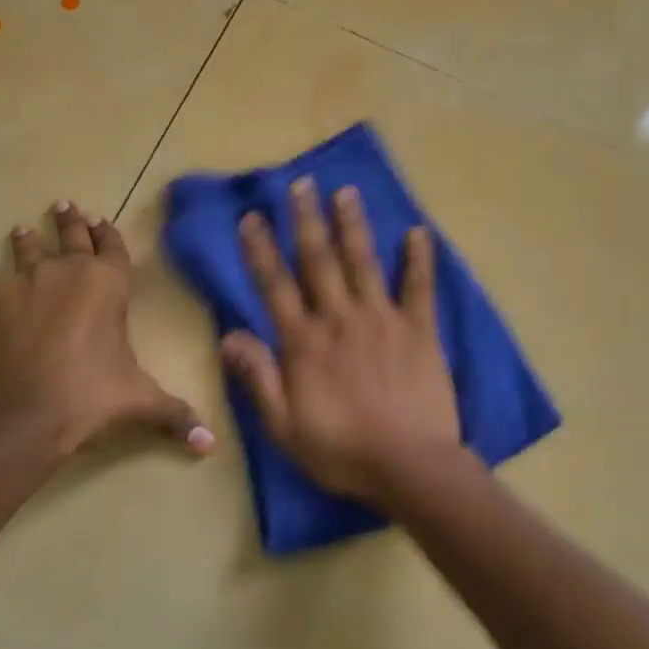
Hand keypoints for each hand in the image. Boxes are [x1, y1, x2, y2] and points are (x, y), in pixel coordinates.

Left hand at [0, 201, 214, 457]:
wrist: (16, 420)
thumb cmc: (89, 400)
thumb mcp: (140, 404)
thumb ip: (176, 416)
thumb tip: (209, 445)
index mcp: (105, 284)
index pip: (111, 245)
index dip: (107, 233)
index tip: (98, 220)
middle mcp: (60, 271)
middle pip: (67, 235)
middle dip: (69, 221)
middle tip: (64, 206)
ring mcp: (12, 284)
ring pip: (22, 253)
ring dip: (26, 244)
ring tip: (21, 234)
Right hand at [222, 178, 460, 502]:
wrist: (408, 464)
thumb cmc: (341, 450)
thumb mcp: (283, 426)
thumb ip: (257, 377)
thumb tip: (229, 334)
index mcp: (304, 342)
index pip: (275, 286)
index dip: (261, 250)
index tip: (252, 217)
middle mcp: (339, 319)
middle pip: (319, 261)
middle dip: (307, 220)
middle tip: (302, 184)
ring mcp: (382, 320)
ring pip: (363, 262)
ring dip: (353, 225)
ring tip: (346, 191)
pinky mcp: (419, 330)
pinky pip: (419, 287)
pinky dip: (419, 259)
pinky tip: (419, 232)